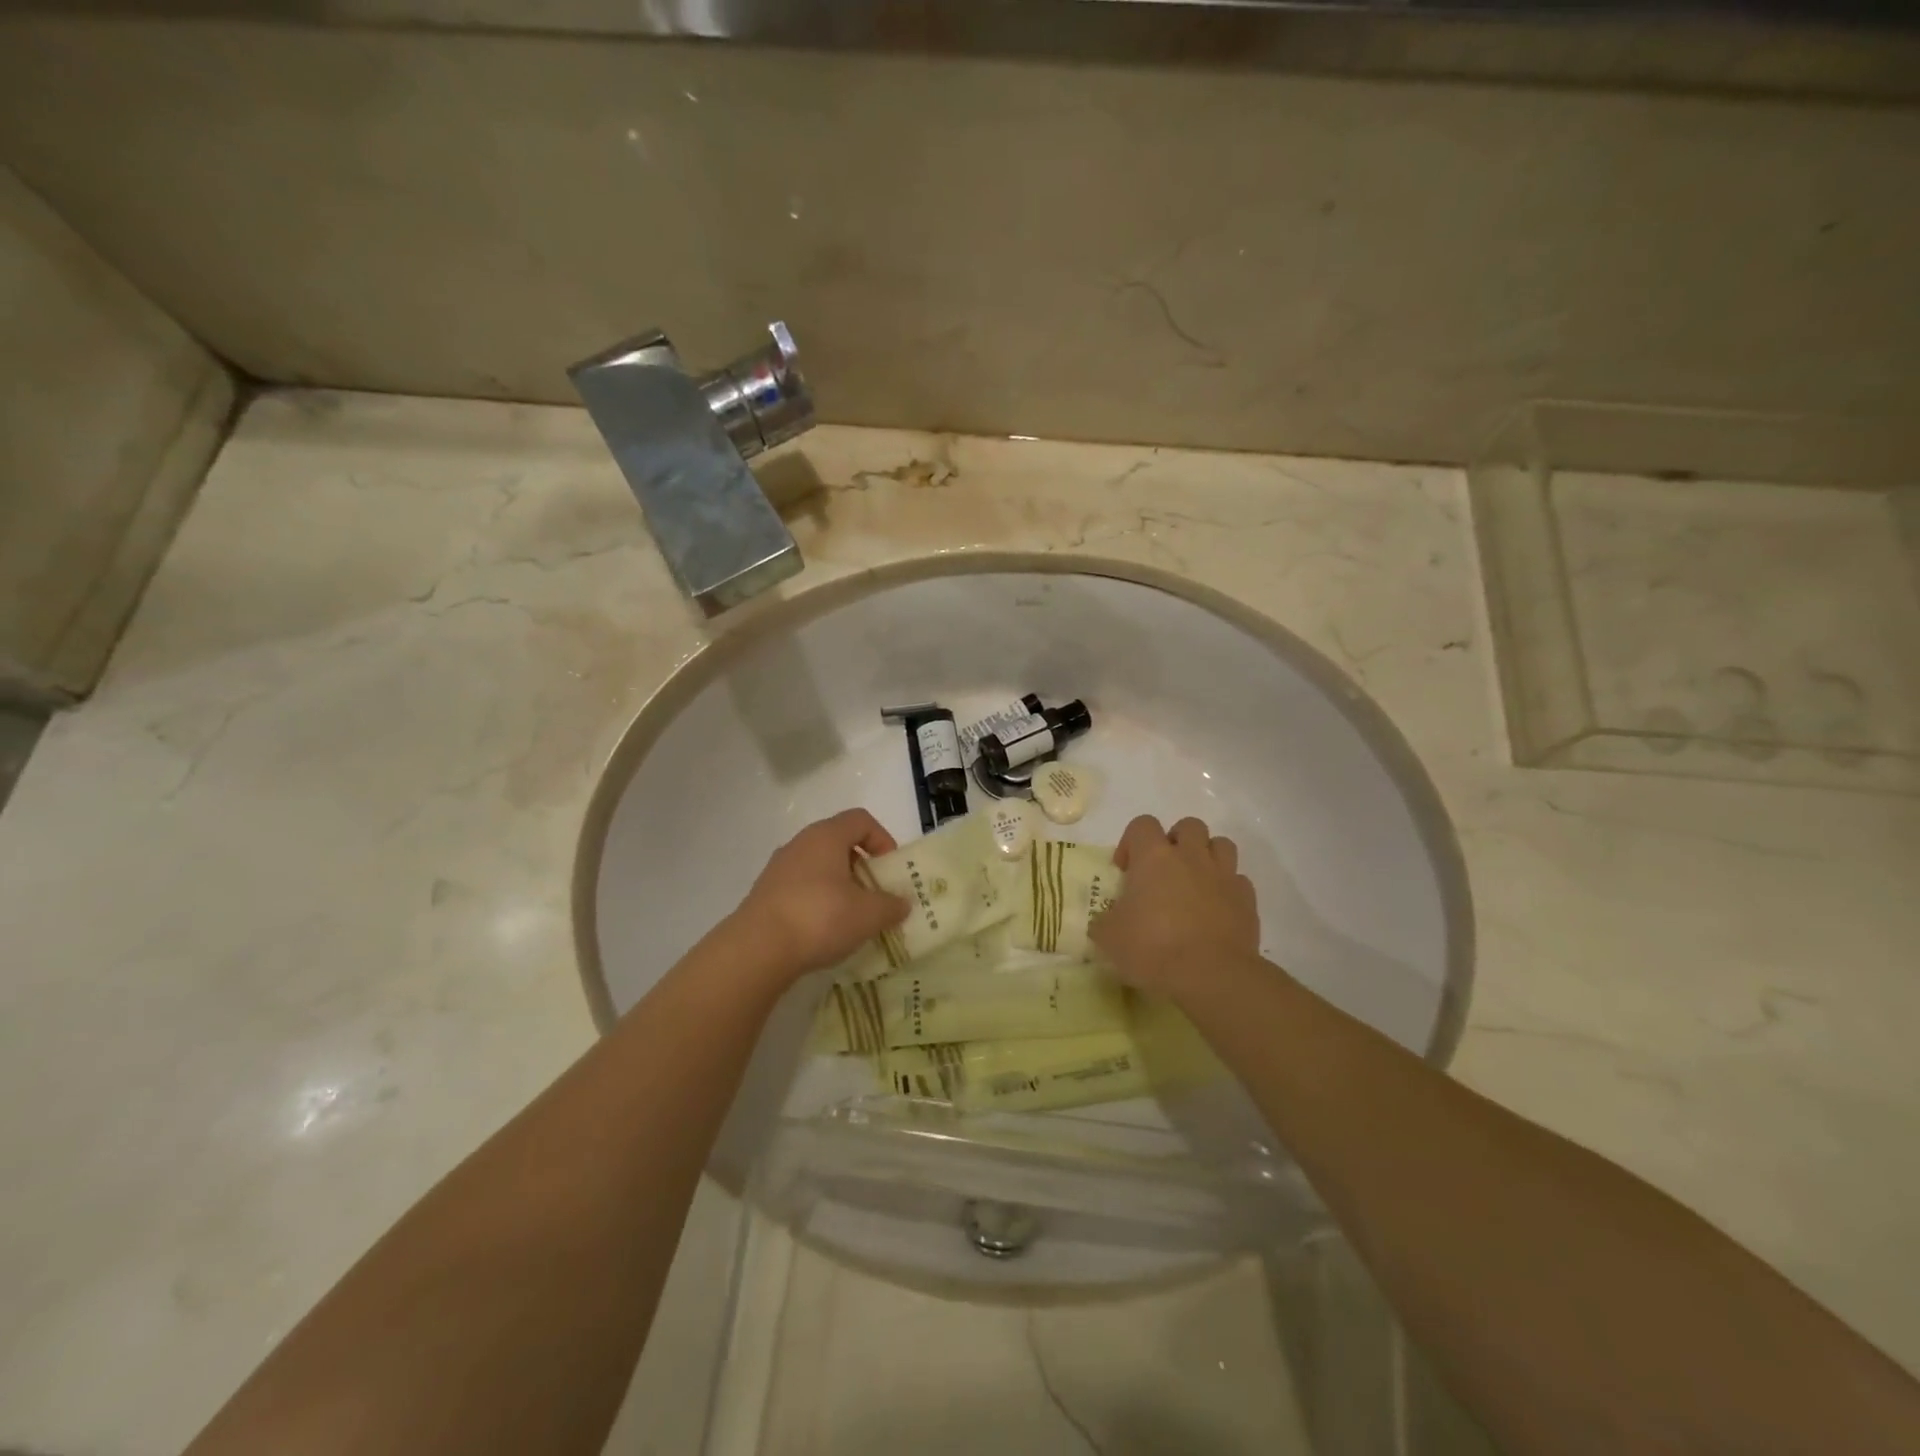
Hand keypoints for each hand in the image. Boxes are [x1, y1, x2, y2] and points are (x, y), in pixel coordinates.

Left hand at [729, 809, 909, 983]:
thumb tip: (902, 904)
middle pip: (839, 843)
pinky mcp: (765, 894)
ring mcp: (778, 869)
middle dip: (862, 867)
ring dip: (840, 886)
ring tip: (851, 916)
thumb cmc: (820, 917)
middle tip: (875, 895)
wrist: (757, 949)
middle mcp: (800, 844)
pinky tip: (823, 930)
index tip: (890, 869)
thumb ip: (891, 906)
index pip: (860, 820)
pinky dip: (818, 901)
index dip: (882, 839)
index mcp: (826, 836)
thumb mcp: (868, 914)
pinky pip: (801, 888)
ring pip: (819, 867)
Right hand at [1090, 815, 1259, 996]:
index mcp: (1154, 857)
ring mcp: (1223, 876)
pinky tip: (1216, 910)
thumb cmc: (1152, 948)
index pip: (1142, 825)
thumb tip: (1105, 922)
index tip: (1125, 871)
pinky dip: (1227, 889)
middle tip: (1164, 870)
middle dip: (1176, 841)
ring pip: (1221, 845)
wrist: (1211, 976)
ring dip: (1207, 856)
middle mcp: (1191, 856)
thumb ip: (1104, 922)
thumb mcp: (1109, 938)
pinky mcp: (1247, 900)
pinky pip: (1238, 880)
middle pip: (1188, 825)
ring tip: (1194, 883)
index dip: (1131, 842)